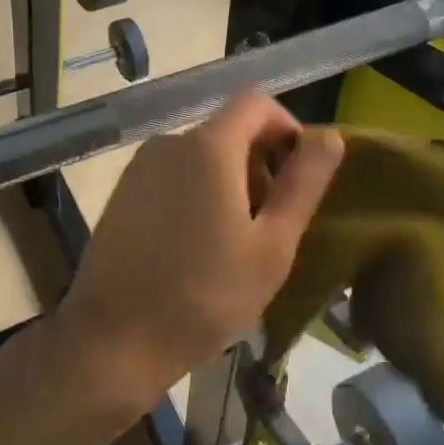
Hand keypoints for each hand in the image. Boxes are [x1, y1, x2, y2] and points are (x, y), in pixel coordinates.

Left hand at [58, 93, 343, 416]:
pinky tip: (196, 247)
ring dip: (230, 182)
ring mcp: (139, 168)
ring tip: (235, 242)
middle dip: (260, 162)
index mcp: (208, 147)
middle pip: (228, 130)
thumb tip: (330, 136)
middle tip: (271, 222)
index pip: (257, 102)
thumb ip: (303, 184)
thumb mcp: (271, 246)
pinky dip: (197, 193)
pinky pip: (173, 176)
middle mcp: (169, 142)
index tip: (299, 176)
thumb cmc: (205, 296)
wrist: (113, 342)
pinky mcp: (121, 193)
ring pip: (200, 155)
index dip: (288, 128)